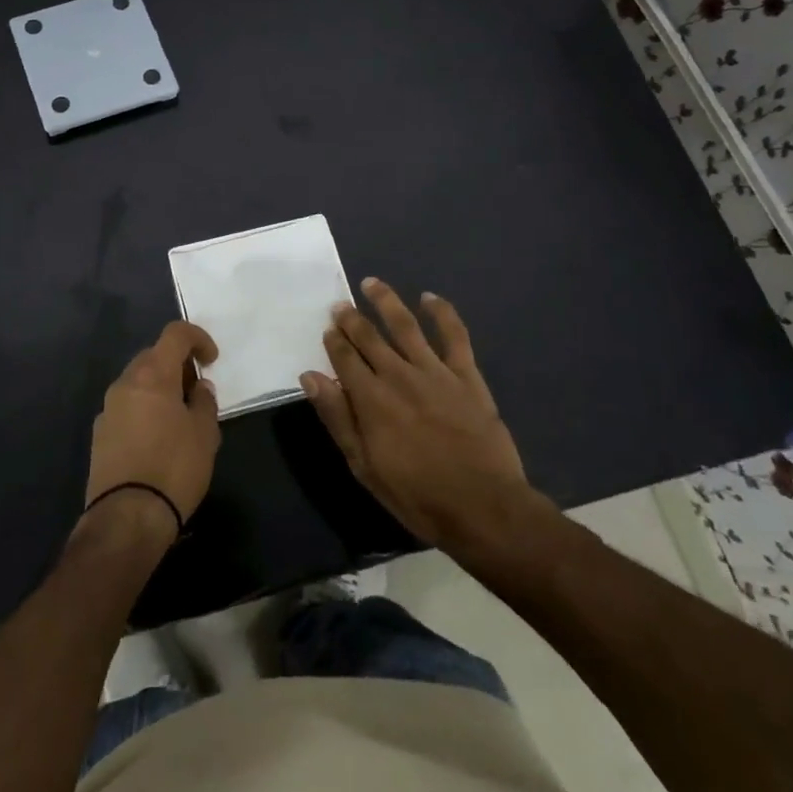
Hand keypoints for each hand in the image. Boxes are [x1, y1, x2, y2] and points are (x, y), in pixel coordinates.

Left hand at [83, 321, 221, 537]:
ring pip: (137, 382)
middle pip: (153, 356)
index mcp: (153, 374)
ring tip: (179, 417)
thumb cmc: (174, 468)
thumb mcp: (205, 433)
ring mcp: (108, 408)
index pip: (174, 334)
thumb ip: (204, 401)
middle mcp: (125, 383)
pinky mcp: (99, 434)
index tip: (211, 360)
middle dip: (177, 365)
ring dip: (159, 388)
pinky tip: (157, 439)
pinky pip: (126, 407)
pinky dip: (144, 409)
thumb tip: (198, 387)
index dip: (197, 338)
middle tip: (196, 391)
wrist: (127, 517)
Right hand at [301, 279, 549, 552]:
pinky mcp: (466, 376)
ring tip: (372, 284)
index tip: (328, 330)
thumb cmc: (417, 495)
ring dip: (386, 301)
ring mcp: (435, 371)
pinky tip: (429, 298)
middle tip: (340, 305)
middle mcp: (398, 375)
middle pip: (369, 337)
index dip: (334, 341)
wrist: (483, 507)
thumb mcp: (365, 466)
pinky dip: (442, 313)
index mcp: (371, 399)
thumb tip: (310, 376)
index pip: (345, 358)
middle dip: (352, 319)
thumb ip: (337, 417)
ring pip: (405, 325)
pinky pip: (454, 336)